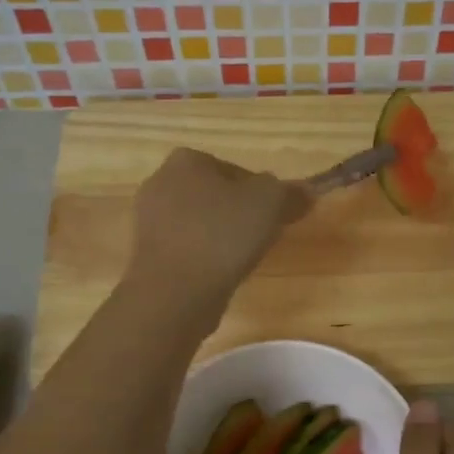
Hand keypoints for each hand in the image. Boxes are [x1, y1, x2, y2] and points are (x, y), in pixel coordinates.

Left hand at [127, 148, 311, 308]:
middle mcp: (160, 183)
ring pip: (200, 224)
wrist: (174, 292)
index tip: (275, 218)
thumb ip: (291, 193)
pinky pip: (186, 249)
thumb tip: (306, 192)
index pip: (237, 172)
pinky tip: (218, 275)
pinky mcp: (147, 254)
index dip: (261, 194)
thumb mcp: (270, 204)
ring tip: (241, 260)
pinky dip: (204, 258)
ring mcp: (148, 221)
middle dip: (239, 215)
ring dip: (221, 238)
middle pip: (216, 197)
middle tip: (262, 238)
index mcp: (186, 160)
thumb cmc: (222, 236)